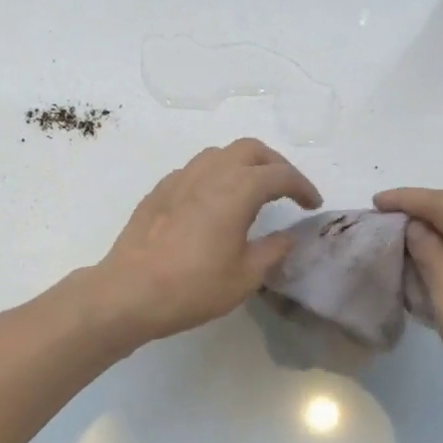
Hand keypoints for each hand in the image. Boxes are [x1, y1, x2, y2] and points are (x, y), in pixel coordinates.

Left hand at [91, 139, 322, 346]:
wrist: (128, 292)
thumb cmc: (193, 287)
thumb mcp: (245, 277)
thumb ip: (273, 250)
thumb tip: (289, 236)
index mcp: (236, 190)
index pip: (280, 175)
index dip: (302, 186)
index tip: (313, 204)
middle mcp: (209, 173)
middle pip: (250, 149)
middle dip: (274, 164)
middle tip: (286, 189)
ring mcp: (179, 178)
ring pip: (219, 154)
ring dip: (242, 164)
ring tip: (252, 191)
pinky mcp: (159, 191)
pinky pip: (195, 170)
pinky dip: (215, 176)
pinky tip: (213, 203)